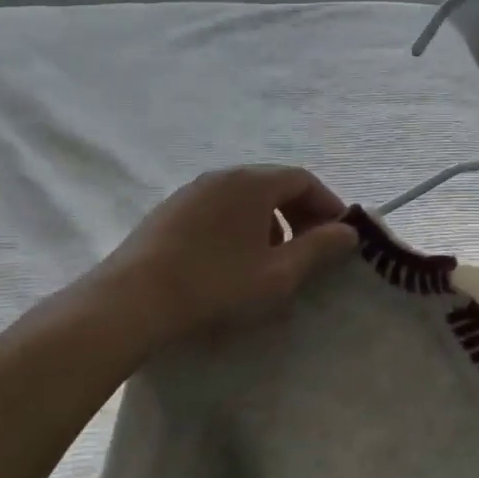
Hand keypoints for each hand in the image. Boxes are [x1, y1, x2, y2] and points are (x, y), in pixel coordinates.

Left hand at [40, 166, 358, 356]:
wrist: (131, 302)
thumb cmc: (215, 284)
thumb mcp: (277, 273)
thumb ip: (318, 248)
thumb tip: (348, 231)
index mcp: (253, 182)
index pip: (304, 179)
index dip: (327, 204)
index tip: (339, 235)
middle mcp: (223, 175)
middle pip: (274, 183)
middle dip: (300, 212)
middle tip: (311, 246)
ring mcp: (192, 191)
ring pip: (245, 196)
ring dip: (270, 220)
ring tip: (273, 257)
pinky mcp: (170, 210)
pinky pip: (219, 207)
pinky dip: (240, 224)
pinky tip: (233, 260)